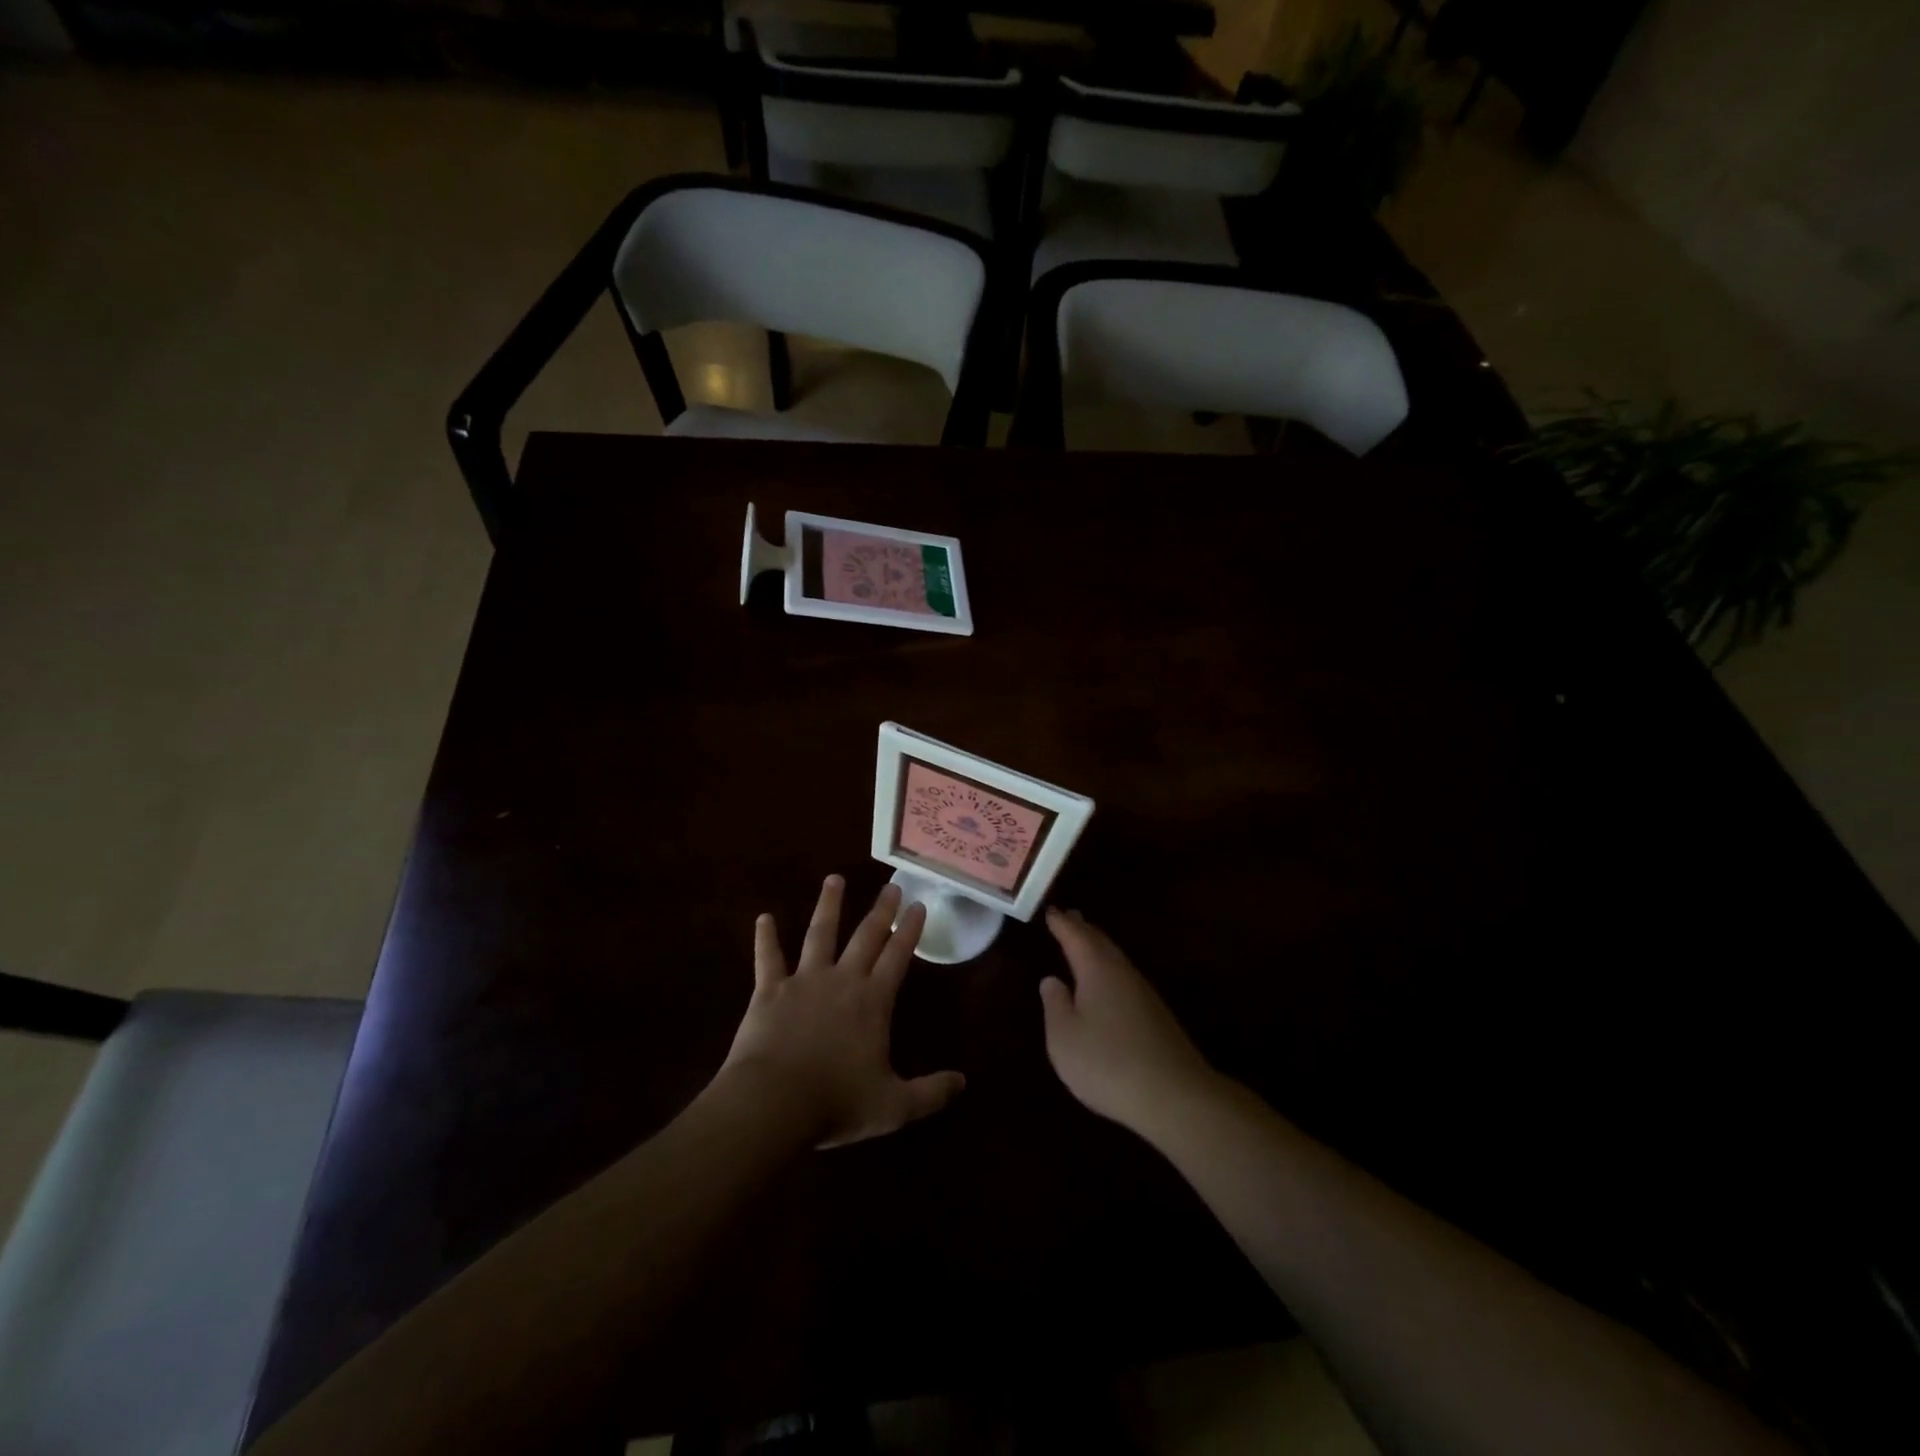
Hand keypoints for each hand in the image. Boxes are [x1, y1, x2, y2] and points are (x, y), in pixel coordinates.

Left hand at [723, 876, 965, 1148]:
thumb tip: (964, 1083)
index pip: (897, 956)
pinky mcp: (769, 990)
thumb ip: (930, 1093)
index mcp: (873, 1002)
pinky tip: (763, 918)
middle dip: (881, 910)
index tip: (918, 904)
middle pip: (865, 936)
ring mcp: (804, 981)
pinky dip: (765, 938)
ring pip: (819, 934)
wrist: (773, 1102)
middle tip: (890, 885)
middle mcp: (842, 980)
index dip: (909, 930)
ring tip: (834, 879)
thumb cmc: (836, 1102)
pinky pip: (768, 958)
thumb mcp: (893, 1106)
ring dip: (828, 906)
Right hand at [1040, 907, 1221, 1135]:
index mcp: (1097, 970)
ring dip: (1099, 948)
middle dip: (1083, 929)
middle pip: (1101, 943)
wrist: (1175, 1096)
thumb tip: (1052, 979)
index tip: (1051, 910)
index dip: (1061, 924)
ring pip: (1116, 960)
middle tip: (1070, 916)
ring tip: (1086, 943)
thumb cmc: (1107, 1063)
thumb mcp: (1064, 1037)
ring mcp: (1144, 995)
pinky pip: (1126, 979)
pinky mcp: (1157, 1017)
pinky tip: (1108, 985)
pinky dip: (1111, 971)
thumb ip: (1055, 1005)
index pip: (1075, 937)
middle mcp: (1123, 973)